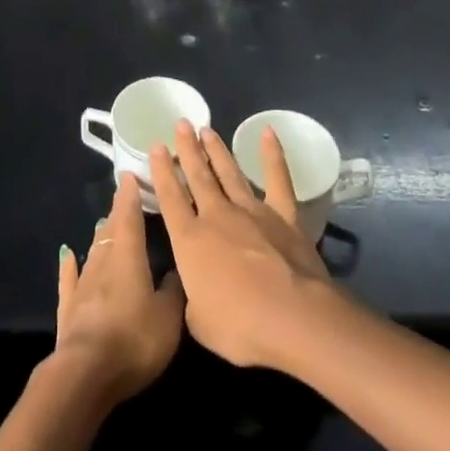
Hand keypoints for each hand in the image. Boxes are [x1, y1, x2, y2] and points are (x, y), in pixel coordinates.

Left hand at [51, 173, 185, 406]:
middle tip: (124, 199)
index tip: (129, 176)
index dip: (130, 196)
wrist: (86, 372)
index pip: (129, 217)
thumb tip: (177, 270)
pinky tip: (67, 254)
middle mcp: (103, 262)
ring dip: (100, 236)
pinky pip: (70, 278)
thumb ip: (174, 290)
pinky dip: (70, 265)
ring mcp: (82, 284)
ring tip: (105, 223)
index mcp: (128, 257)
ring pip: (93, 251)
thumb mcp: (168, 317)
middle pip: (110, 231)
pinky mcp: (69, 308)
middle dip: (118, 213)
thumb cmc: (134, 339)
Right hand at [150, 120, 332, 369]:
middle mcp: (216, 216)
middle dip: (187, 149)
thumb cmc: (240, 326)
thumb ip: (192, 298)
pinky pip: (277, 179)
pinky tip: (268, 133)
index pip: (170, 197)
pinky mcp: (284, 216)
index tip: (156, 147)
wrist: (293, 318)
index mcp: (189, 240)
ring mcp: (252, 212)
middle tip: (181, 124)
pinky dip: (272, 155)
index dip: (161, 171)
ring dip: (217, 150)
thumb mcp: (199, 321)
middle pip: (198, 176)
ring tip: (206, 129)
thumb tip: (196, 288)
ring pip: (229, 173)